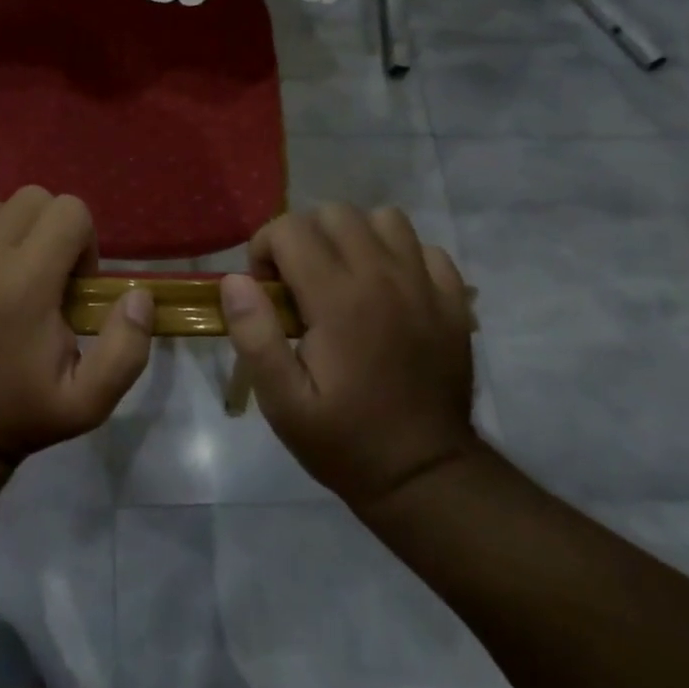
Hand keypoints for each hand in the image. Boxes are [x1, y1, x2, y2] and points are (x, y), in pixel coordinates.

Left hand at [0, 187, 153, 464]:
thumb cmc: (20, 412)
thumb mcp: (90, 400)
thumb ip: (127, 346)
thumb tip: (139, 294)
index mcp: (27, 283)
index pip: (70, 210)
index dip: (82, 241)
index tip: (71, 281)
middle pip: (29, 198)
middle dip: (46, 228)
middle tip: (39, 273)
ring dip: (0, 225)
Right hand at [220, 204, 477, 508]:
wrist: (424, 474)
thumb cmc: (344, 440)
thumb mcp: (282, 402)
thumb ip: (255, 336)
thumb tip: (235, 280)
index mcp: (338, 300)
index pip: (290, 229)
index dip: (264, 249)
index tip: (265, 290)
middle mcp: (384, 277)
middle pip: (335, 213)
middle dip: (303, 236)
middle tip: (298, 283)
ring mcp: (425, 285)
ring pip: (383, 219)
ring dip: (353, 237)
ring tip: (342, 277)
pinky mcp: (453, 300)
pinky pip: (425, 247)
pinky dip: (400, 255)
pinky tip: (388, 290)